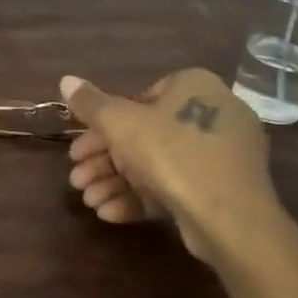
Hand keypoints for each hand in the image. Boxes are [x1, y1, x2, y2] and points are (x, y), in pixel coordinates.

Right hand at [60, 69, 287, 265]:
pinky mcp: (222, 191)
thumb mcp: (120, 123)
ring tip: (87, 201)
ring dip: (115, 182)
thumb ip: (90, 103)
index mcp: (194, 86)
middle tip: (76, 178)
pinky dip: (141, 197)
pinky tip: (109, 214)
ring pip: (156, 165)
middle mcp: (212, 113)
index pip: (139, 99)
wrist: (231, 218)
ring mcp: (220, 156)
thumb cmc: (171, 153)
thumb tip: (65, 79)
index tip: (78, 148)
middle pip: (143, 136)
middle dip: (103, 160)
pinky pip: (176, 186)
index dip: (101, 126)